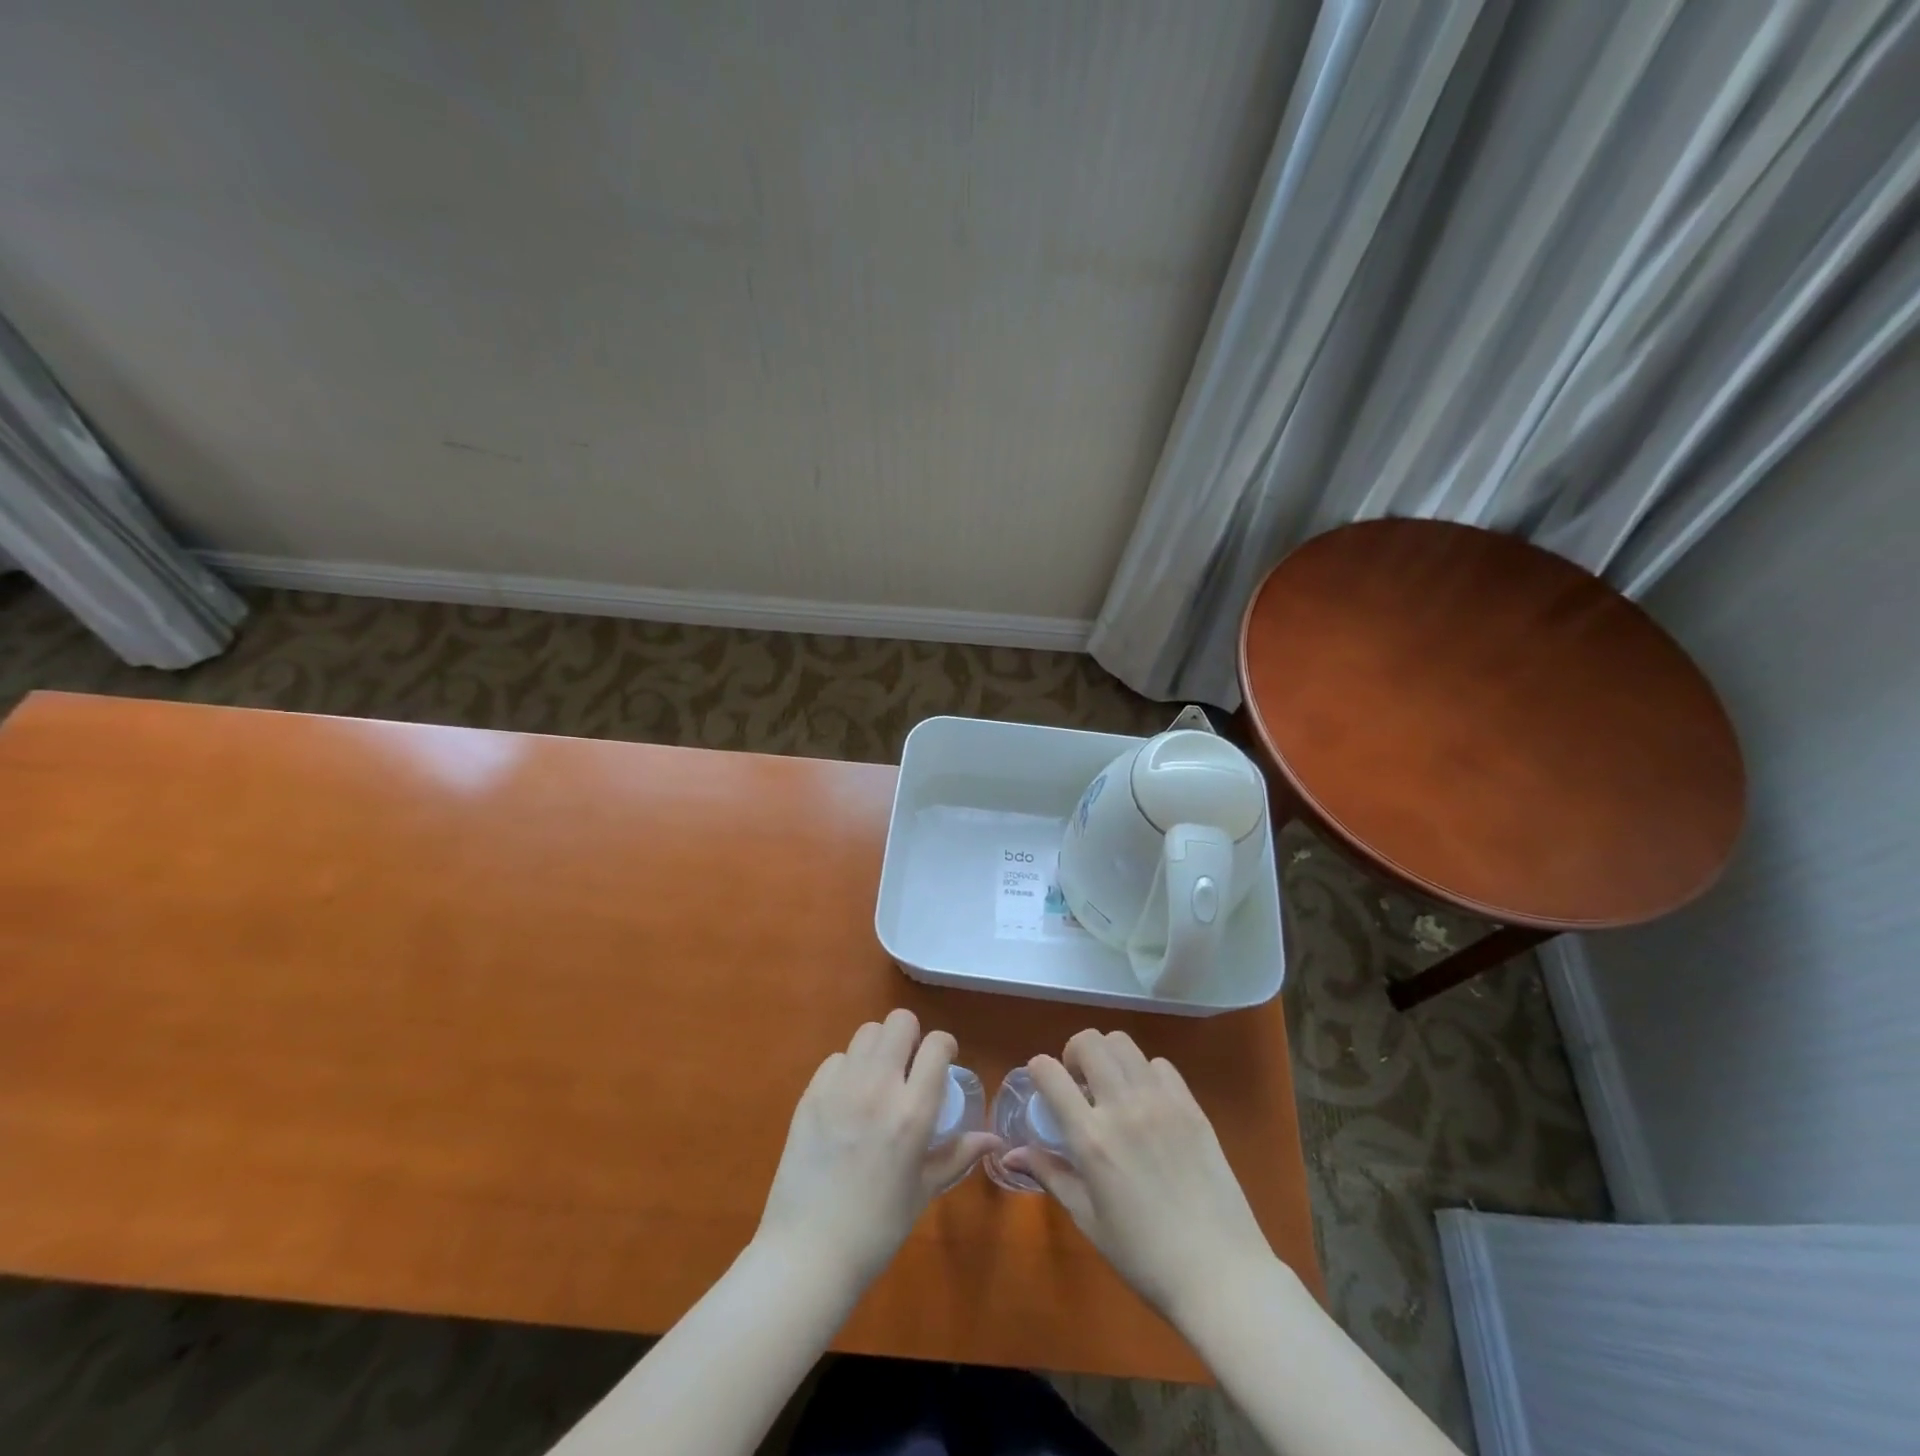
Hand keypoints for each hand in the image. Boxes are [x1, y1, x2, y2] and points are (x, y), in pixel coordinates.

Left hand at [755, 1009, 1000, 1289]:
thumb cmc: (876, 1229)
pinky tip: (848, 1099)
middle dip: (911, 1037)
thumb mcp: (924, 1191)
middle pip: (899, 1022)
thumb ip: (958, 1154)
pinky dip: (848, 1069)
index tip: (943, 1063)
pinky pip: (836, 1058)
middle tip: (910, 1067)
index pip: (937, 1044)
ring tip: (879, 1079)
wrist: (808, 1253)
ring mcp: (840, 1087)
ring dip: (879, 1048)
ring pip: (867, 1033)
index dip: (944, 1047)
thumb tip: (993, 1139)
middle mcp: (878, 1087)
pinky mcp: (811, 1094)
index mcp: (912, 1112)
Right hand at [1006, 1029, 1278, 1321]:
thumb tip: (1010, 1154)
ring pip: (1124, 1044)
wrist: (1220, 1275)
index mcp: (1091, 1138)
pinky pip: (1160, 1065)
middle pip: (1089, 1042)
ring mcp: (1161, 1102)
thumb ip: (1050, 1174)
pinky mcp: (1192, 1106)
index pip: (1050, 1073)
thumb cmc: (1144, 1257)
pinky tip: (1147, 1102)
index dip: (1038, 1069)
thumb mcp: (1088, 1219)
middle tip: (1077, 1082)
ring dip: (1108, 1056)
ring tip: (1111, 1086)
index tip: (1041, 1082)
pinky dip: (1144, 1072)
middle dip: (1073, 1052)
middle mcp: (1123, 1107)